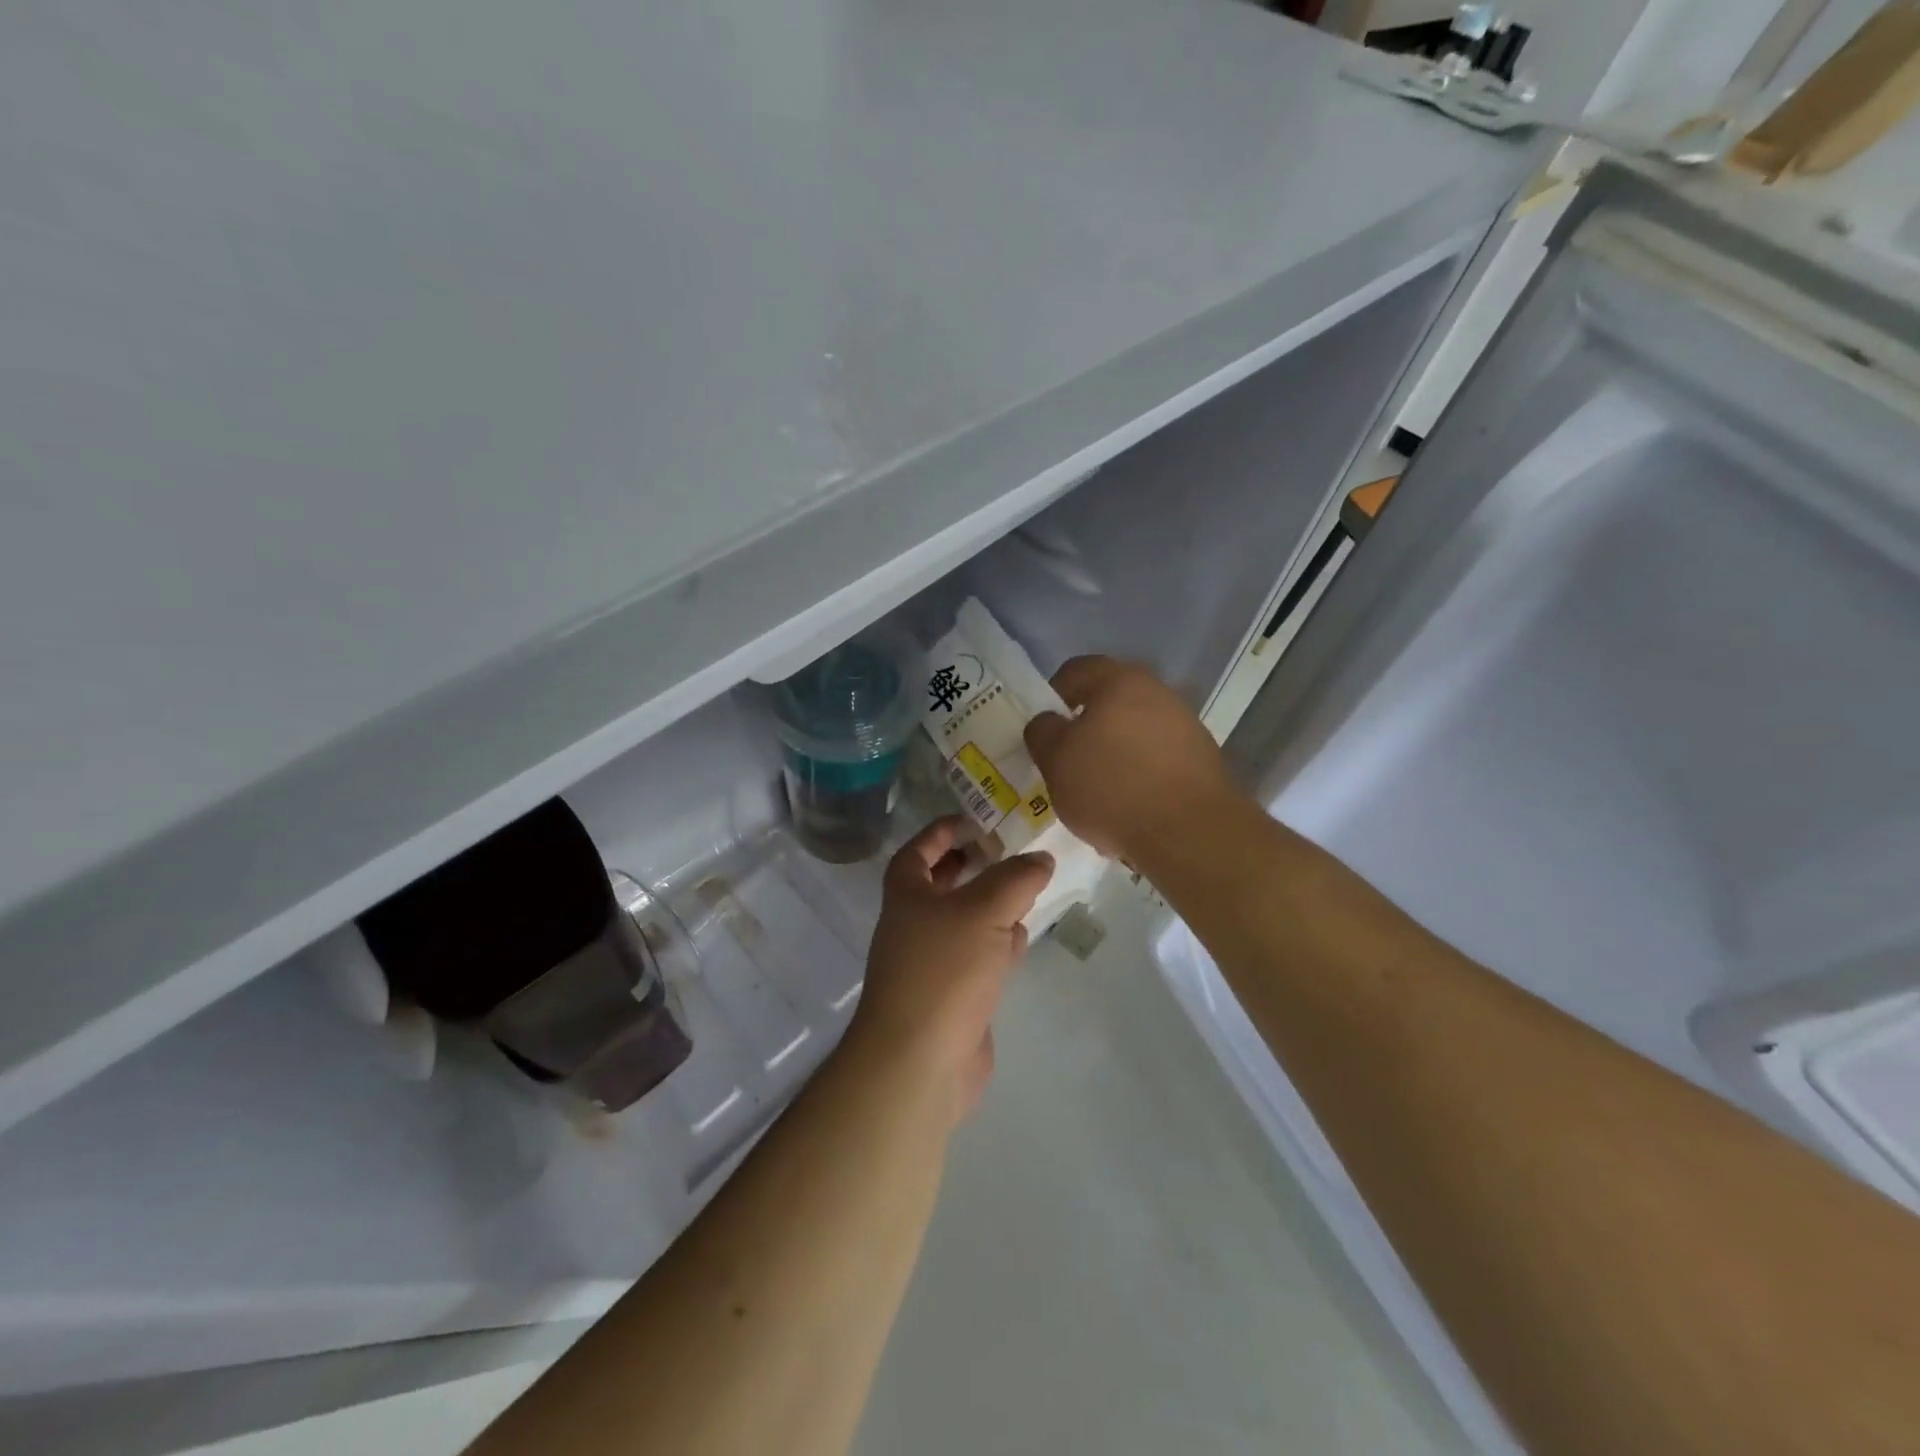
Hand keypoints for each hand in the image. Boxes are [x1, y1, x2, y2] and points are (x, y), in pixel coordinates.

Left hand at [846, 817, 1052, 1124]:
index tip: (977, 819)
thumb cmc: (943, 970)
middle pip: (942, 884)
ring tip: (1026, 888)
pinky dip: (998, 944)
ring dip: (991, 905)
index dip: (944, 831)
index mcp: (906, 894)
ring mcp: (932, 962)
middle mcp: (914, 923)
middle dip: (974, 866)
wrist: (920, 1060)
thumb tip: (1040, 859)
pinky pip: (977, 956)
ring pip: (965, 920)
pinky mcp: (953, 995)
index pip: (919, 849)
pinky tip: (1021, 939)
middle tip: (1010, 852)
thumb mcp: (984, 911)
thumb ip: (1016, 879)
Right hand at [1023, 656, 1240, 861]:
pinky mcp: (1202, 759)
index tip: (1046, 729)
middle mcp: (1158, 692)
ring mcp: (1185, 725)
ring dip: (1115, 754)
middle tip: (1069, 762)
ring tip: (1099, 794)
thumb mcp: (1055, 759)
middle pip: (1110, 701)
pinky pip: (1158, 759)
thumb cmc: (1111, 787)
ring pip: (1135, 732)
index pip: (1077, 671)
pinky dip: (1140, 776)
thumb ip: (1043, 731)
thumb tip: (1049, 721)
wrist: (1190, 832)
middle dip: (1087, 729)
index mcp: (1119, 681)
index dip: (1053, 695)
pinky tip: (1130, 808)